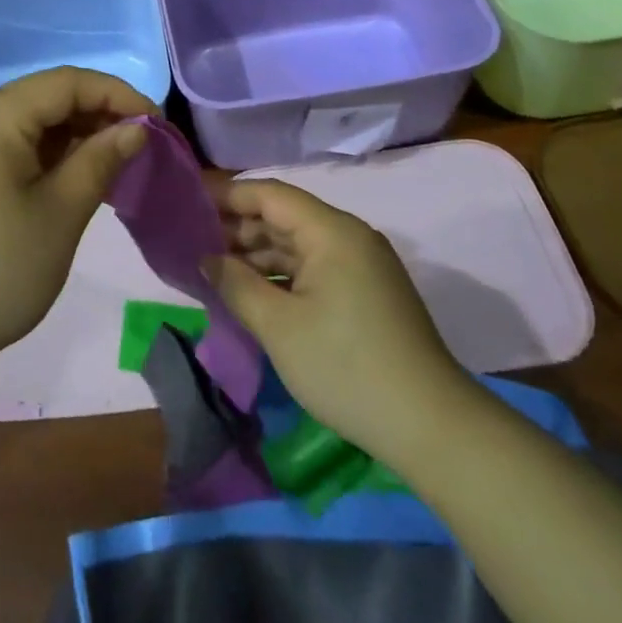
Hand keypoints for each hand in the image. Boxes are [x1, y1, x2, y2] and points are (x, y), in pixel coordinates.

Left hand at [0, 66, 156, 383]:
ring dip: (75, 134)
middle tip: (141, 144)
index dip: (116, 93)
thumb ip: (100, 161)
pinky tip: (77, 177)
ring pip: (31, 121)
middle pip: (47, 97)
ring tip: (116, 162)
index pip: (66, 82)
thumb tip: (137, 126)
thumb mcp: (60, 214)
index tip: (157, 123)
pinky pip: (14, 145)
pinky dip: (50, 154)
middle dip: (97, 113)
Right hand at [205, 179, 476, 465]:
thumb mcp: (278, 327)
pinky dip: (281, 275)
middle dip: (238, 227)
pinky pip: (314, 268)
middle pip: (283, 216)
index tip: (188, 206)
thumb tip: (206, 258)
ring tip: (215, 270)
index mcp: (331, 231)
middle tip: (193, 242)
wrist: (433, 429)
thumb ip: (235, 284)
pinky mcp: (366, 293)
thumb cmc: (347, 368)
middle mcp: (348, 236)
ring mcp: (361, 265)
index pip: (269, 193)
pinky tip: (253, 292)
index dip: (226, 196)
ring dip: (257, 254)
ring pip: (297, 244)